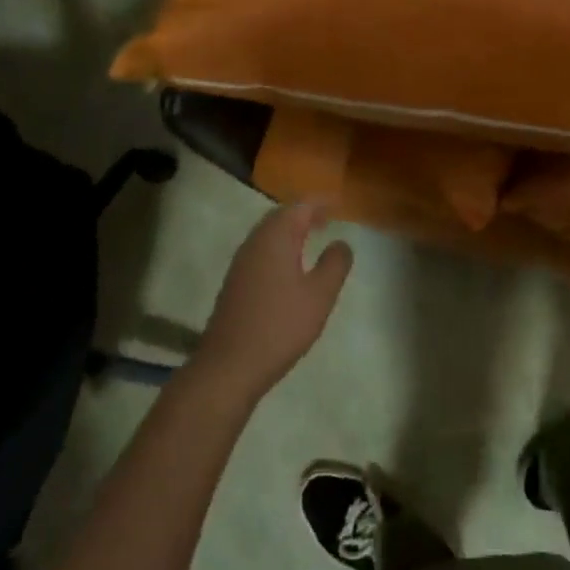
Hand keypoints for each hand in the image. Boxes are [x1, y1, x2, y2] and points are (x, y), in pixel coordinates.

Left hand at [192, 202, 352, 401]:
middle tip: (327, 217)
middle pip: (281, 215)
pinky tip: (290, 266)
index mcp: (276, 238)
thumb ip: (335, 264)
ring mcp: (241, 263)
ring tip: (312, 236)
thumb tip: (341, 242)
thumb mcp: (319, 295)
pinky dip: (279, 246)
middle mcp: (255, 242)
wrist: (229, 366)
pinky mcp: (235, 282)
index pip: (300, 206)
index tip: (339, 203)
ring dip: (291, 230)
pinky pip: (261, 251)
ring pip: (268, 233)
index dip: (321, 202)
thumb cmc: (280, 326)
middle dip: (304, 213)